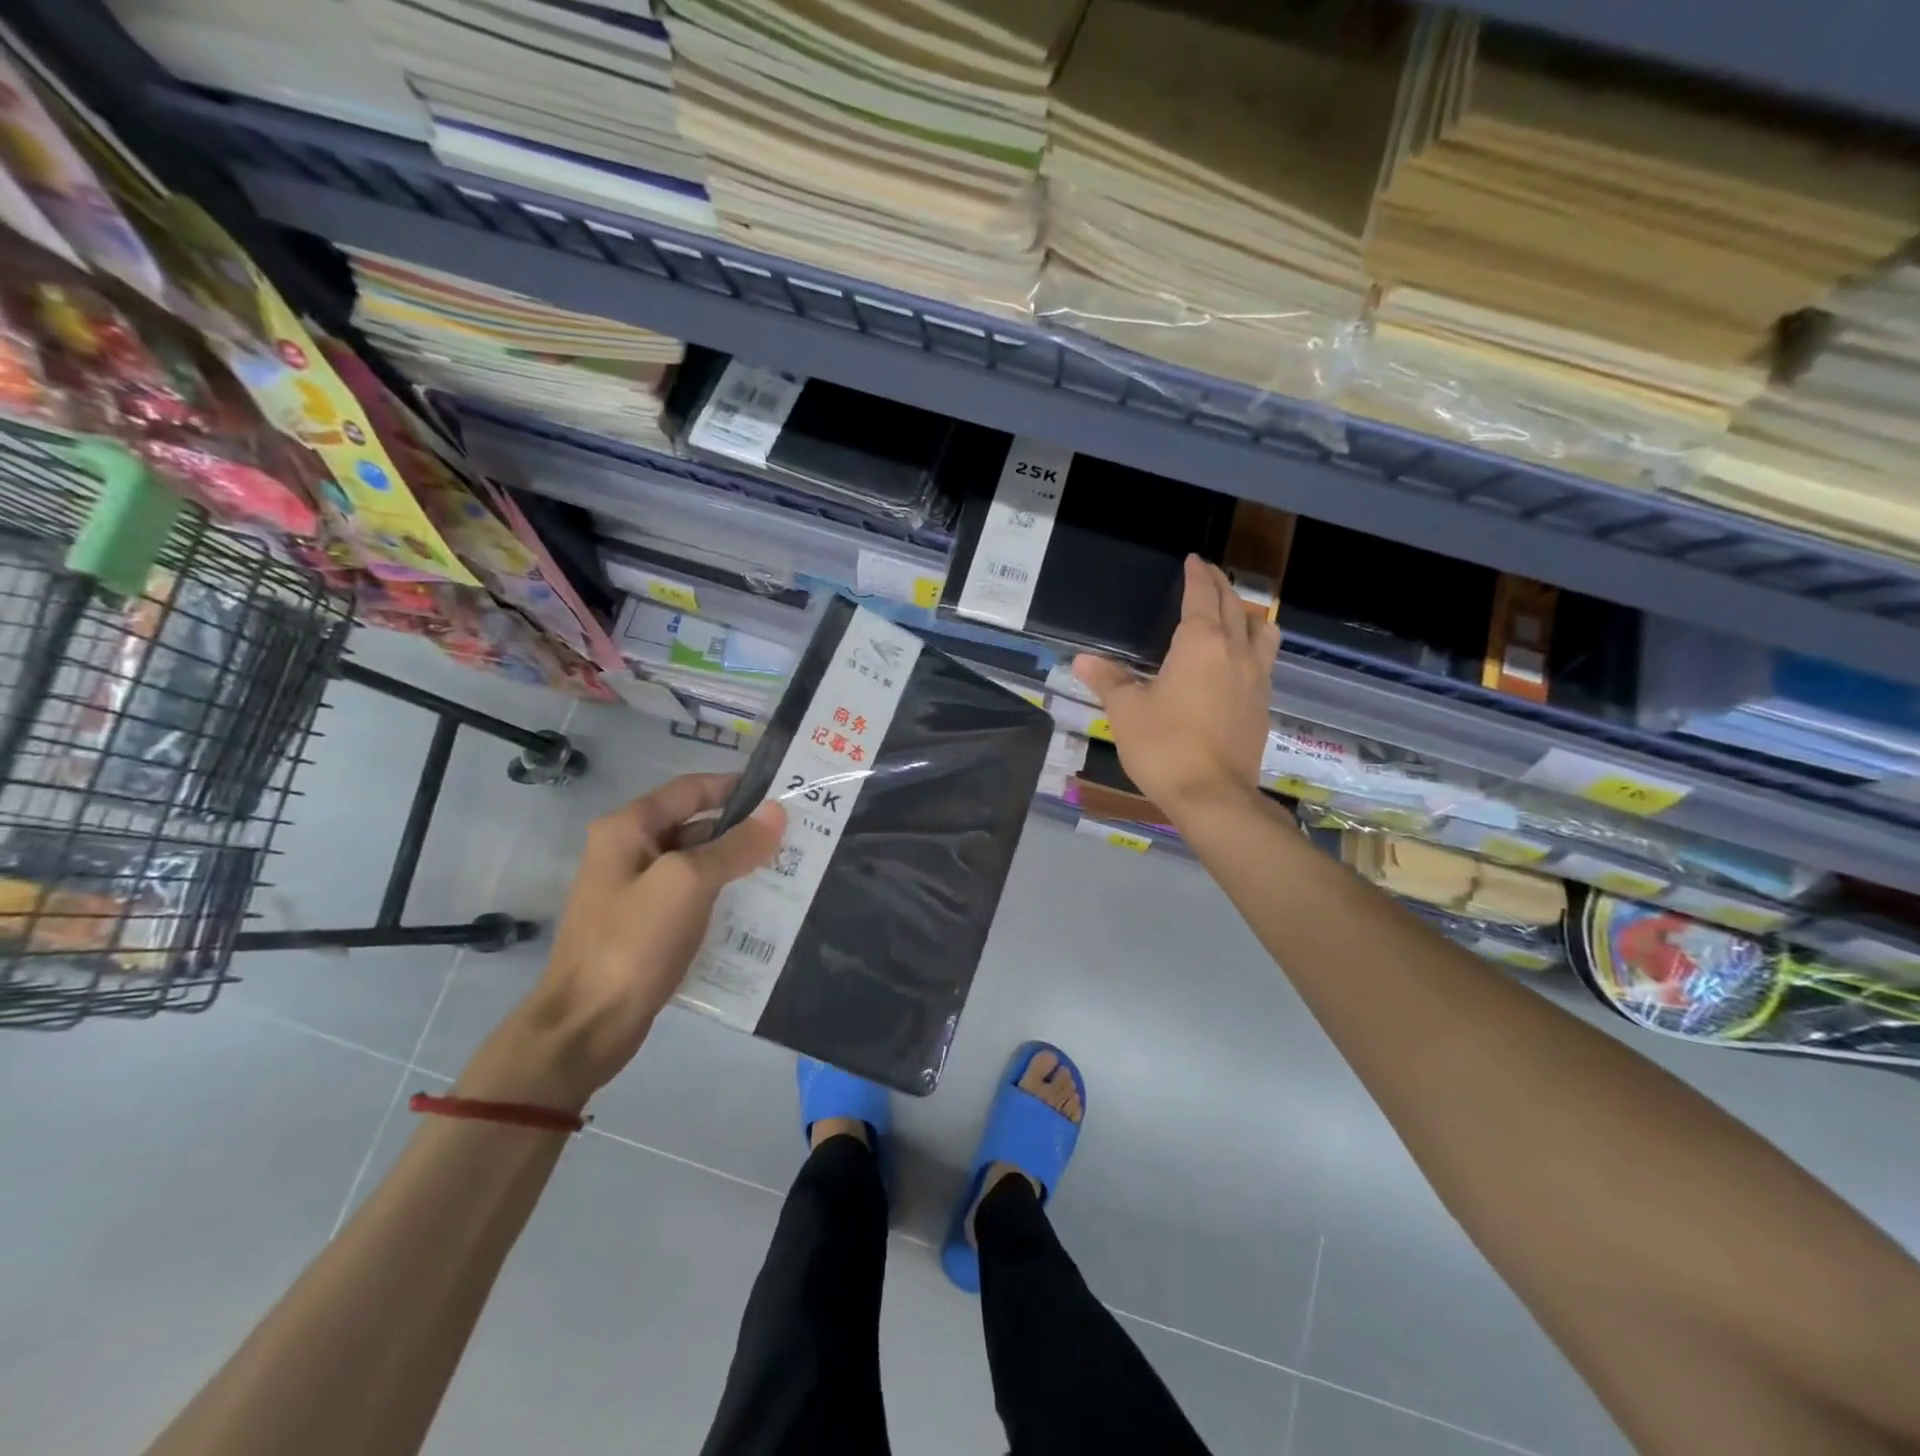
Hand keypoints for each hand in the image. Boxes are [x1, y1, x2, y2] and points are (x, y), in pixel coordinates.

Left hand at [458, 774, 784, 1109]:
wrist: (586, 1026)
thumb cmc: (633, 943)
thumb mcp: (689, 883)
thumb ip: (734, 845)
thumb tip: (777, 811)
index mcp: (629, 828)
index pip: (692, 789)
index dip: (737, 786)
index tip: (783, 794)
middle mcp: (629, 850)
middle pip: (695, 824)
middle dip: (743, 829)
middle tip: (795, 836)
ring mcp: (636, 890)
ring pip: (697, 863)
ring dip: (737, 864)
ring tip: (788, 869)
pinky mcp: (646, 925)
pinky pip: (692, 897)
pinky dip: (723, 895)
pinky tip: (758, 907)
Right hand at [1074, 555, 1278, 817]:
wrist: (1213, 796)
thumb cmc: (1164, 747)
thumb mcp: (1127, 711)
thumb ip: (1109, 679)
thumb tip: (1082, 660)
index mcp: (1201, 644)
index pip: (1202, 597)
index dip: (1197, 576)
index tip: (1193, 561)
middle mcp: (1235, 653)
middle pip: (1234, 607)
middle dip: (1220, 587)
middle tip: (1208, 575)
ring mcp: (1256, 679)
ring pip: (1260, 632)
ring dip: (1246, 614)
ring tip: (1234, 613)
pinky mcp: (1262, 706)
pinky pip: (1264, 660)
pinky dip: (1253, 645)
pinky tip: (1239, 661)